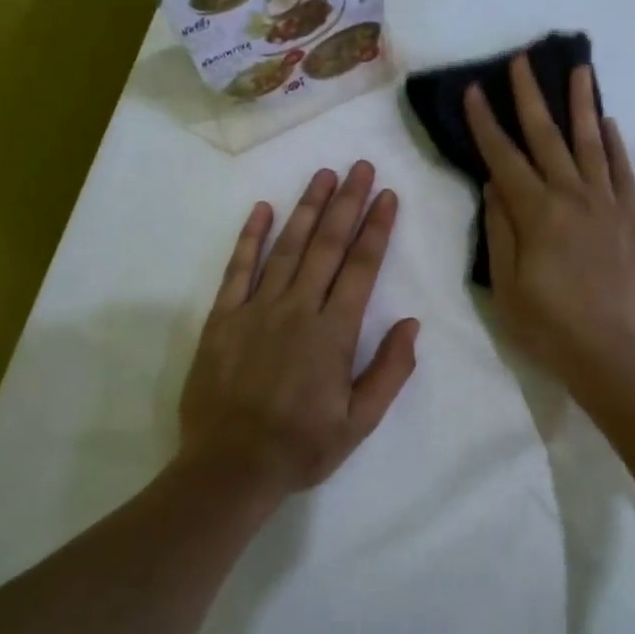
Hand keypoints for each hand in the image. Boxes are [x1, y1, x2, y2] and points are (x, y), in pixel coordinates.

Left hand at [177, 162, 419, 502]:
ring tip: (322, 175)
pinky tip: (262, 209)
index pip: (361, 267)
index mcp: (333, 333)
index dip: (376, 228)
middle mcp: (297, 310)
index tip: (386, 195)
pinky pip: (237, 269)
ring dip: (307, 208)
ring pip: (287, 248)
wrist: (230, 467)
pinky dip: (250, 237)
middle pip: (327, 246)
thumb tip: (411, 323)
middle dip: (347, 202)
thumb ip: (389, 370)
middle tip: (359, 166)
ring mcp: (256, 310)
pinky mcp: (223, 319)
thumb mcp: (360, 422)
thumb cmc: (301, 446)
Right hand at [465, 55, 634, 392]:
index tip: (475, 91)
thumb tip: (494, 185)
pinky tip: (608, 123)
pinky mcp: (630, 219)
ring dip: (582, 104)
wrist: (612, 351)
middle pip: (548, 137)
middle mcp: (572, 197)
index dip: (487, 124)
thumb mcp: (505, 285)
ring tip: (578, 69)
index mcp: (536, 213)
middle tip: (522, 61)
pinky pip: (623, 172)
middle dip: (531, 97)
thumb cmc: (548, 325)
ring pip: (591, 143)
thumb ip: (500, 230)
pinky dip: (615, 145)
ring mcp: (606, 205)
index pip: (504, 158)